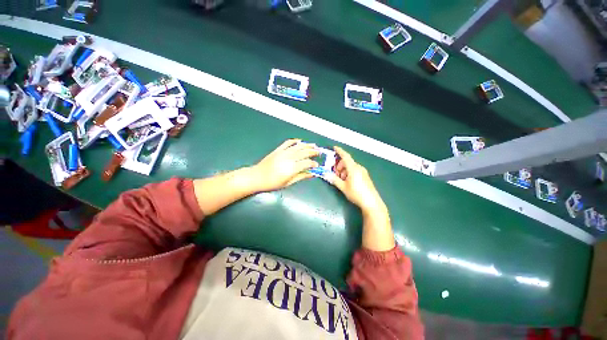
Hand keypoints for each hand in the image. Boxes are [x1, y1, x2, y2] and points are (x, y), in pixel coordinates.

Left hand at [251, 139, 318, 191]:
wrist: (256, 177)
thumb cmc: (272, 183)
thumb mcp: (288, 183)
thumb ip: (301, 177)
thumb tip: (312, 174)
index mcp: (292, 168)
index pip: (307, 163)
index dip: (313, 164)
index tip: (317, 165)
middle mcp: (289, 158)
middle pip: (304, 152)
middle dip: (313, 152)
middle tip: (319, 152)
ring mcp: (283, 152)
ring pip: (298, 146)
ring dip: (307, 145)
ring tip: (313, 145)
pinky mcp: (278, 150)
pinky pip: (287, 143)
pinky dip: (294, 141)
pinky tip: (300, 141)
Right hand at [329, 146, 386, 213]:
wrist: (371, 202)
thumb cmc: (356, 193)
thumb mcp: (343, 187)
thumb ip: (334, 179)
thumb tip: (325, 174)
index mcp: (353, 168)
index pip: (345, 156)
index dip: (339, 151)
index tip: (334, 147)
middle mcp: (359, 167)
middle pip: (347, 162)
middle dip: (339, 166)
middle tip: (335, 174)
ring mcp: (363, 172)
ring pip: (350, 166)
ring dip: (343, 170)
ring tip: (341, 180)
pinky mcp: (365, 176)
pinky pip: (355, 170)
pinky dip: (349, 172)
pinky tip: (347, 181)